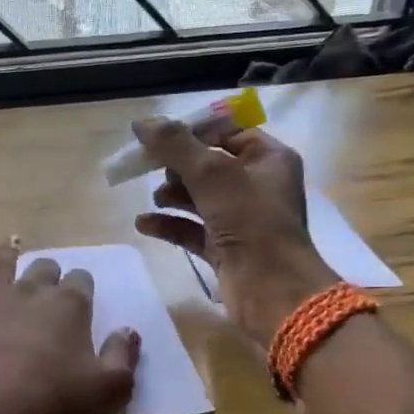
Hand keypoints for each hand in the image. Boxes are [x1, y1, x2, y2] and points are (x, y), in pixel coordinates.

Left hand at [0, 237, 140, 413]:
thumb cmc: (49, 402)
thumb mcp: (106, 391)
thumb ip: (123, 358)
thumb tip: (128, 331)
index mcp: (69, 306)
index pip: (82, 282)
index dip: (84, 288)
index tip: (84, 300)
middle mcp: (29, 292)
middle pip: (44, 270)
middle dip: (50, 273)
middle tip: (51, 284)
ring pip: (0, 265)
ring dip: (7, 254)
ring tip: (12, 243)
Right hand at [131, 120, 337, 341]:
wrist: (272, 290)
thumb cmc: (251, 222)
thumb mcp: (211, 174)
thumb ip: (175, 145)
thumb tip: (141, 123)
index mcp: (268, 159)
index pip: (226, 132)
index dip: (191, 132)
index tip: (158, 137)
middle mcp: (257, 186)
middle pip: (208, 165)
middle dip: (177, 166)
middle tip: (152, 168)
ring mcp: (240, 220)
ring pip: (198, 198)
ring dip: (172, 195)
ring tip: (155, 198)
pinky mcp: (224, 249)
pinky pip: (191, 229)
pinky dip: (168, 224)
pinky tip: (143, 224)